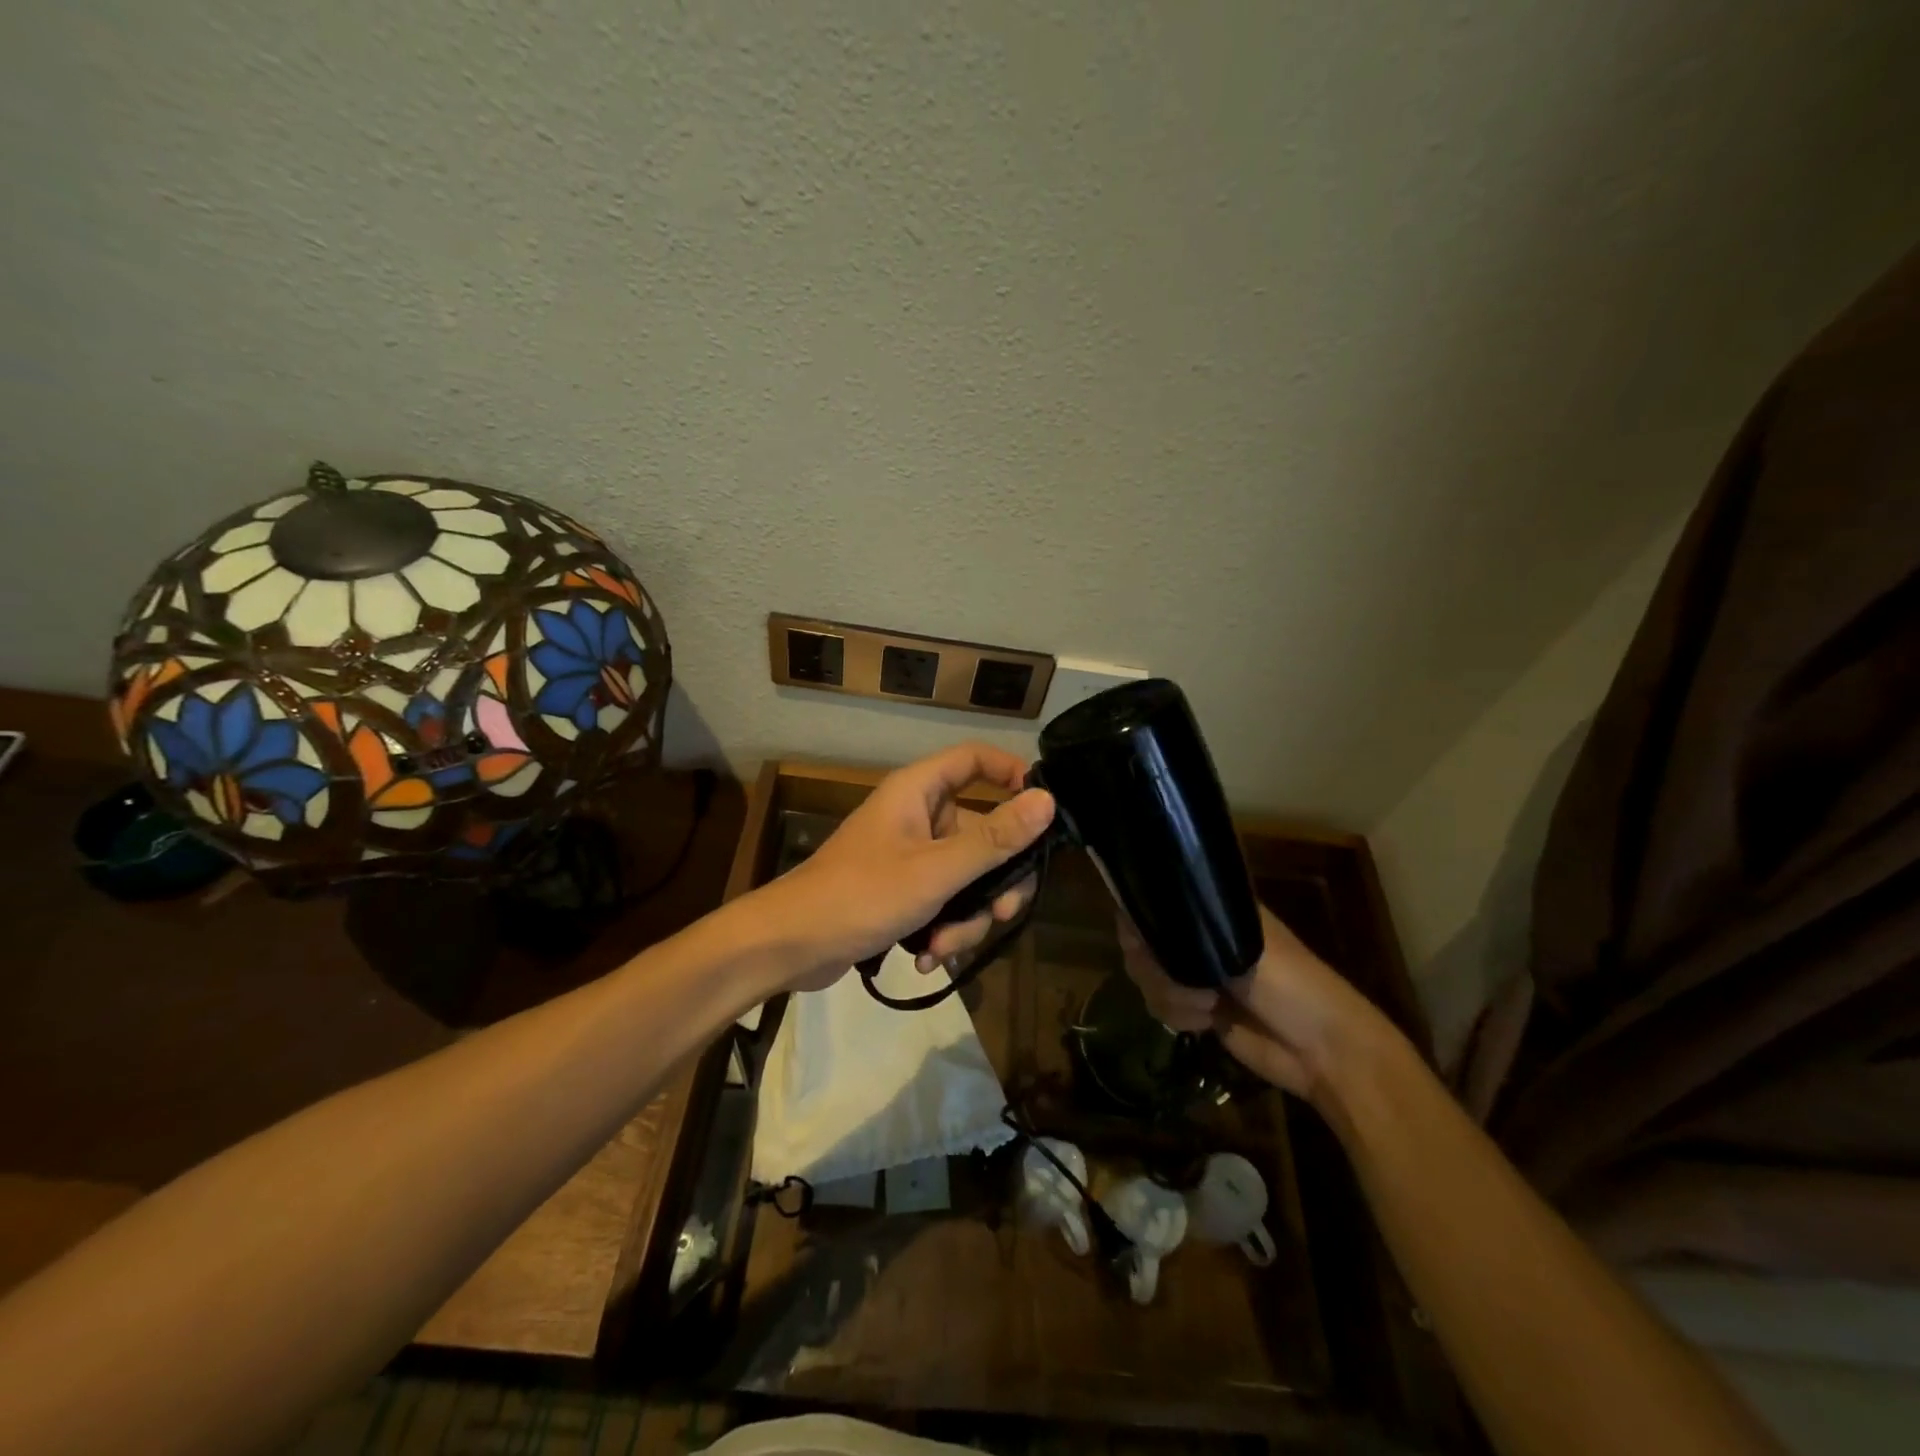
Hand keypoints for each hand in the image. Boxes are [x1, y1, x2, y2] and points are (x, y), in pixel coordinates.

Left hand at [769, 743, 1055, 990]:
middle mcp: (917, 816)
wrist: (790, 946)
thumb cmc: (861, 895)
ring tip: (942, 948)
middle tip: (1003, 913)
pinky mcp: (902, 890)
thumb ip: (994, 839)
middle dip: (994, 880)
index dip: (1011, 773)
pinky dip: (943, 928)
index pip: (974, 759)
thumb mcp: (936, 871)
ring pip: (966, 876)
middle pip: (981, 832)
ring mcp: (909, 855)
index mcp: (919, 791)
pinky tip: (926, 957)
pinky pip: (943, 900)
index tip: (1042, 810)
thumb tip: (1047, 800)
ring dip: (966, 916)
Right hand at [1116, 903, 1386, 1102]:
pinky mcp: (1195, 1008)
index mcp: (1213, 912)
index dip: (1140, 919)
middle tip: (1183, 980)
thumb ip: (1191, 931)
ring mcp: (1196, 973)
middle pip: (1142, 941)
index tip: (1144, 940)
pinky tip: (1205, 1023)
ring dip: (1169, 995)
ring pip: (1147, 975)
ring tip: (1205, 1008)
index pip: (1155, 902)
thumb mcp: (1243, 947)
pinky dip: (1176, 1015)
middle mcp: (1199, 937)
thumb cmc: (1293, 985)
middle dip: (1154, 966)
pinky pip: (1160, 1005)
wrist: (1323, 1052)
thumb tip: (1138, 921)